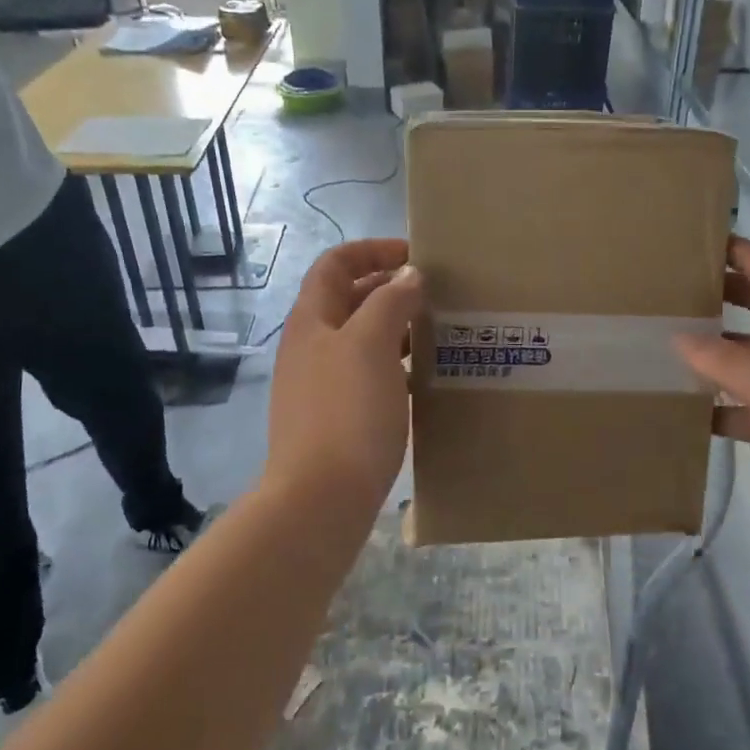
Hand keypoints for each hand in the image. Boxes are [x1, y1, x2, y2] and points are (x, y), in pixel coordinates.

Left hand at [264, 239, 423, 521]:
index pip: (335, 264)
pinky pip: (367, 374)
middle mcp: (311, 346)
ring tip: (437, 332)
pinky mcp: (336, 417)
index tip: (416, 256)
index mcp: (313, 320)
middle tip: (436, 294)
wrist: (320, 499)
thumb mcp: (372, 344)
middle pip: (348, 299)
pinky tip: (421, 378)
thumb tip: (408, 275)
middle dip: (389, 288)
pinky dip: (394, 364)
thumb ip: (390, 301)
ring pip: (361, 339)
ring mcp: (321, 384)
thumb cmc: (347, 411)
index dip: (372, 250)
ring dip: (396, 327)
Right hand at [679, 237, 749, 581]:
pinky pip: (747, 404)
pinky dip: (719, 400)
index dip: (747, 254)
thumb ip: (733, 361)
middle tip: (677, 287)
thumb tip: (682, 339)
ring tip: (670, 340)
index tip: (702, 242)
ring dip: (717, 346)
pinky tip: (688, 407)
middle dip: (728, 292)